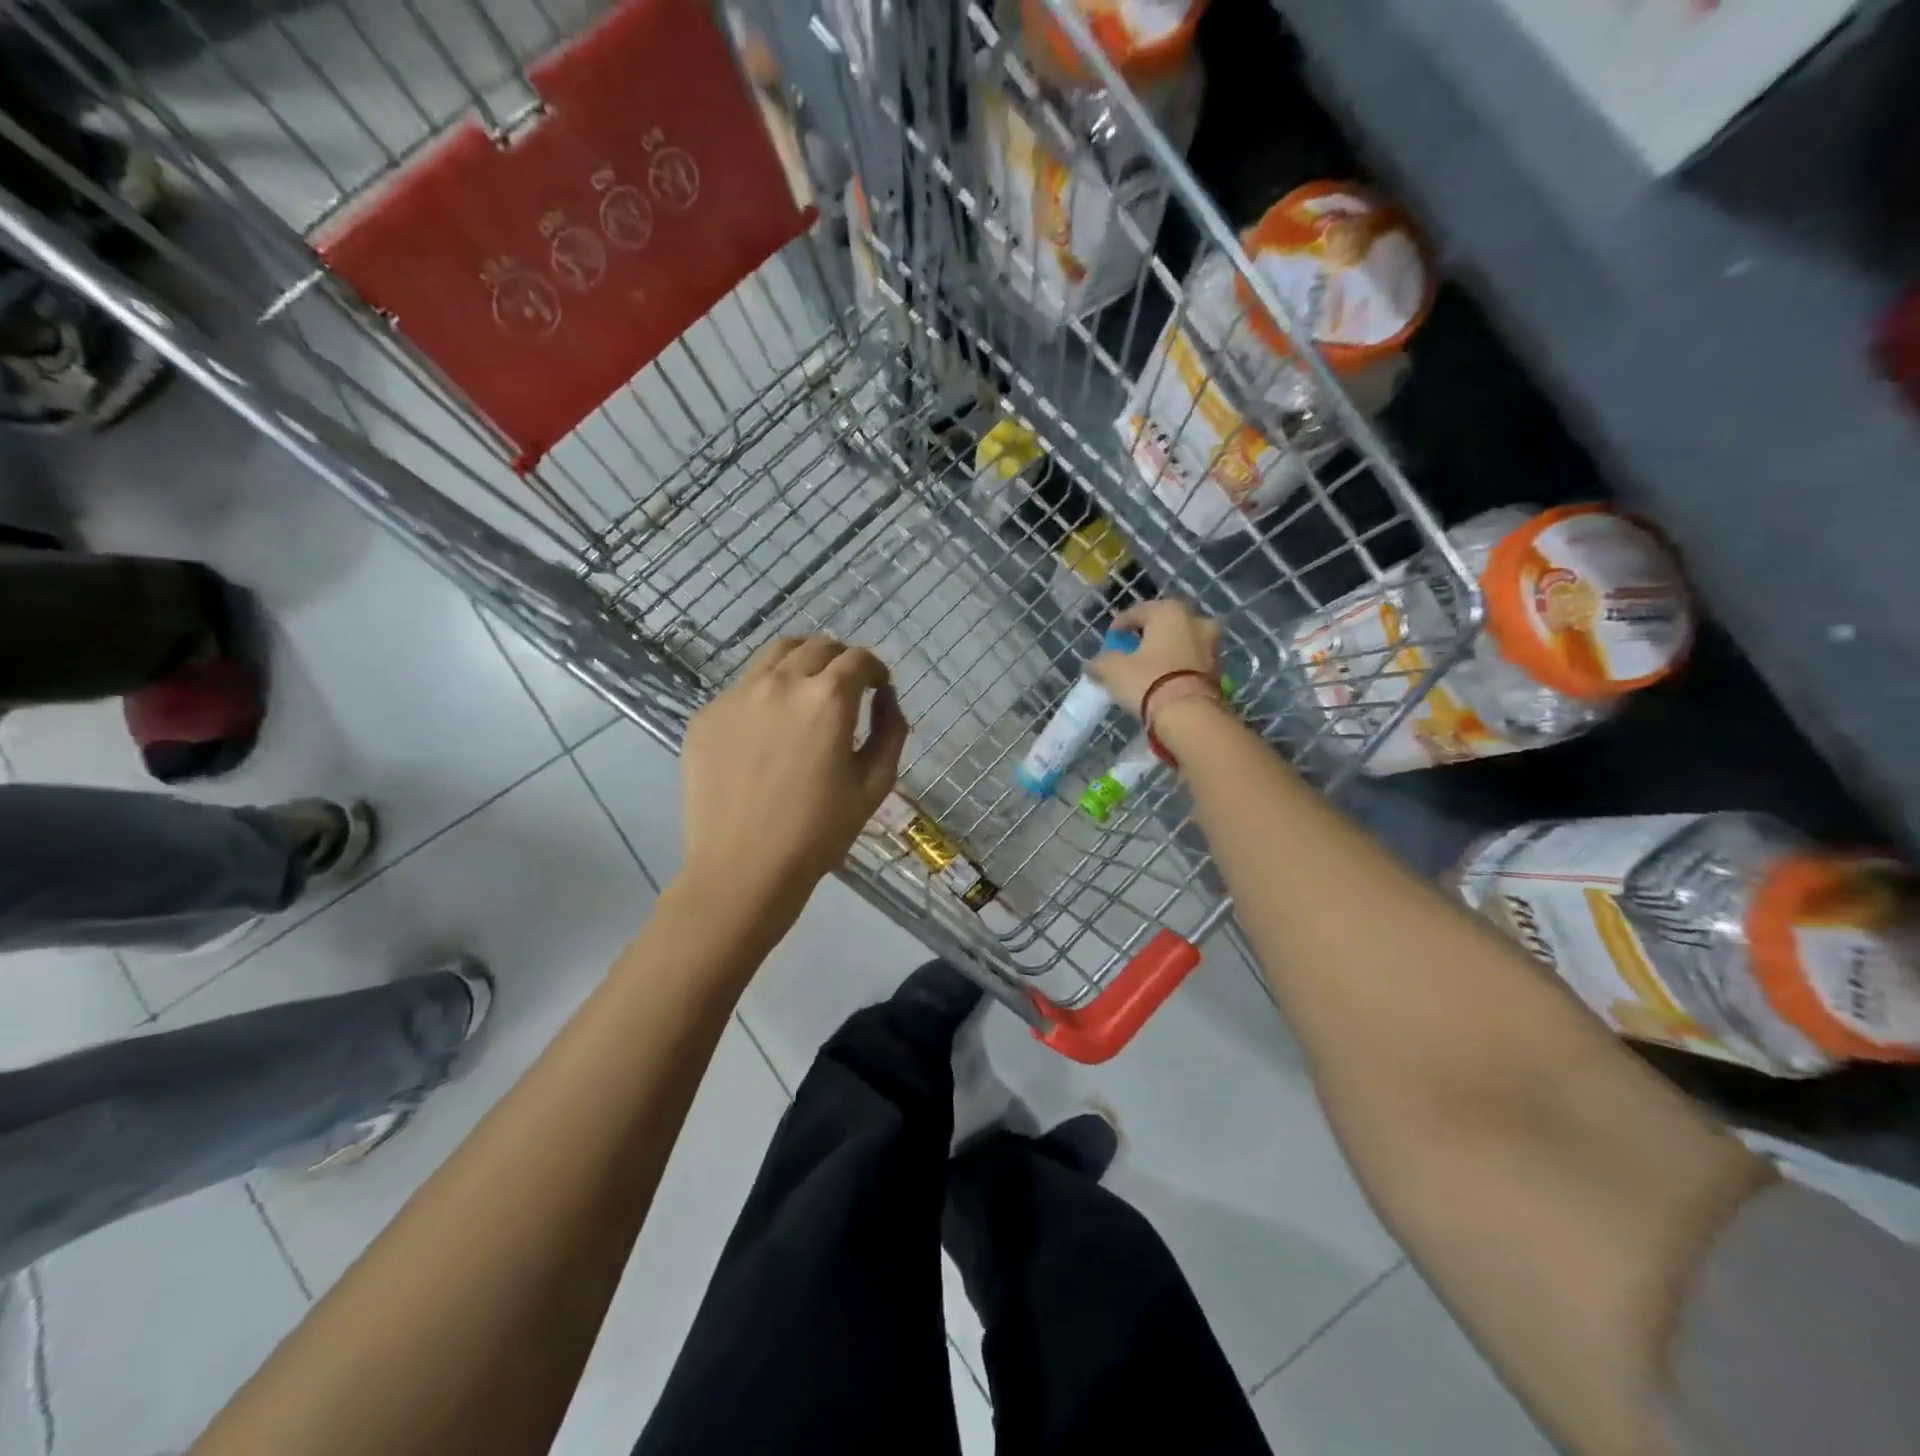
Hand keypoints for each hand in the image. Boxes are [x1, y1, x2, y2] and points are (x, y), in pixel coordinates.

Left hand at [679, 635, 907, 901]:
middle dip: (840, 660)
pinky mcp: (706, 716)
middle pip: (817, 646)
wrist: (742, 869)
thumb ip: (891, 731)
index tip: (877, 688)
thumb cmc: (819, 832)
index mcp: (827, 698)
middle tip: (846, 687)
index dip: (876, 669)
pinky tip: (767, 731)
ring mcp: (736, 696)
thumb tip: (885, 698)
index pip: (858, 659)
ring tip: (806, 693)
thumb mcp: (875, 784)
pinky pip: (743, 688)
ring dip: (801, 663)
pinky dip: (765, 693)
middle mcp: (781, 683)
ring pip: (775, 655)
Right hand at [1088, 599, 1221, 715]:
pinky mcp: (1219, 670)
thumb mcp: (1113, 670)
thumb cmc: (1148, 681)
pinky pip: (1191, 662)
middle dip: (1148, 636)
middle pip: (1164, 625)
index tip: (1110, 641)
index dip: (1119, 626)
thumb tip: (1094, 664)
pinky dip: (1178, 668)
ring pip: (1181, 643)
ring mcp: (1212, 645)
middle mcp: (1195, 620)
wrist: (1190, 715)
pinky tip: (1165, 682)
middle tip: (1131, 653)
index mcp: (1169, 611)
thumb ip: (1101, 662)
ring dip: (1166, 652)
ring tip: (1149, 670)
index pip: (1137, 611)